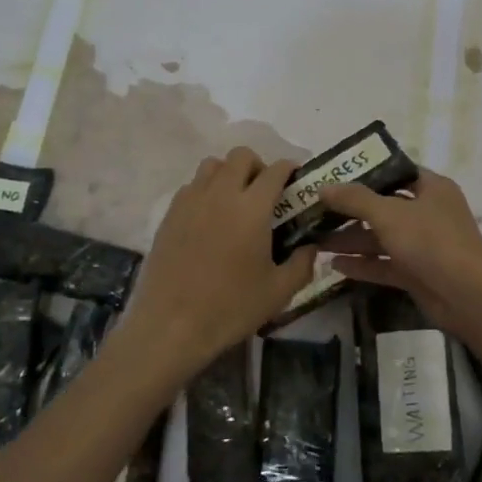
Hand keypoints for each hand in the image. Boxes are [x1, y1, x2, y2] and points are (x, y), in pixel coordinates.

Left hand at [116, 147, 314, 378]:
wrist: (171, 326)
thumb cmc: (230, 308)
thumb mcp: (279, 292)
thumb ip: (302, 264)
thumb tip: (312, 247)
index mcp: (252, 208)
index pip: (275, 170)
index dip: (289, 170)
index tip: (296, 181)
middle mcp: (221, 194)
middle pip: (241, 156)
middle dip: (258, 166)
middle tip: (265, 193)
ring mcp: (191, 201)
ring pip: (213, 165)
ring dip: (229, 174)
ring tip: (235, 202)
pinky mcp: (170, 215)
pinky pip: (192, 186)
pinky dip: (205, 191)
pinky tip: (210, 219)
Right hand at [320, 169, 481, 341]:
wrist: (468, 296)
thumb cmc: (431, 241)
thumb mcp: (389, 214)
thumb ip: (355, 200)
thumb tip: (323, 187)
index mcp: (431, 188)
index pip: (395, 172)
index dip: (366, 173)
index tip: (334, 176)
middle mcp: (428, 212)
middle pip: (384, 207)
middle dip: (351, 211)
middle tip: (317, 211)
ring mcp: (423, 245)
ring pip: (381, 238)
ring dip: (352, 239)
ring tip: (316, 240)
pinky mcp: (417, 273)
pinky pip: (385, 263)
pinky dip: (363, 264)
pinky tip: (334, 265)